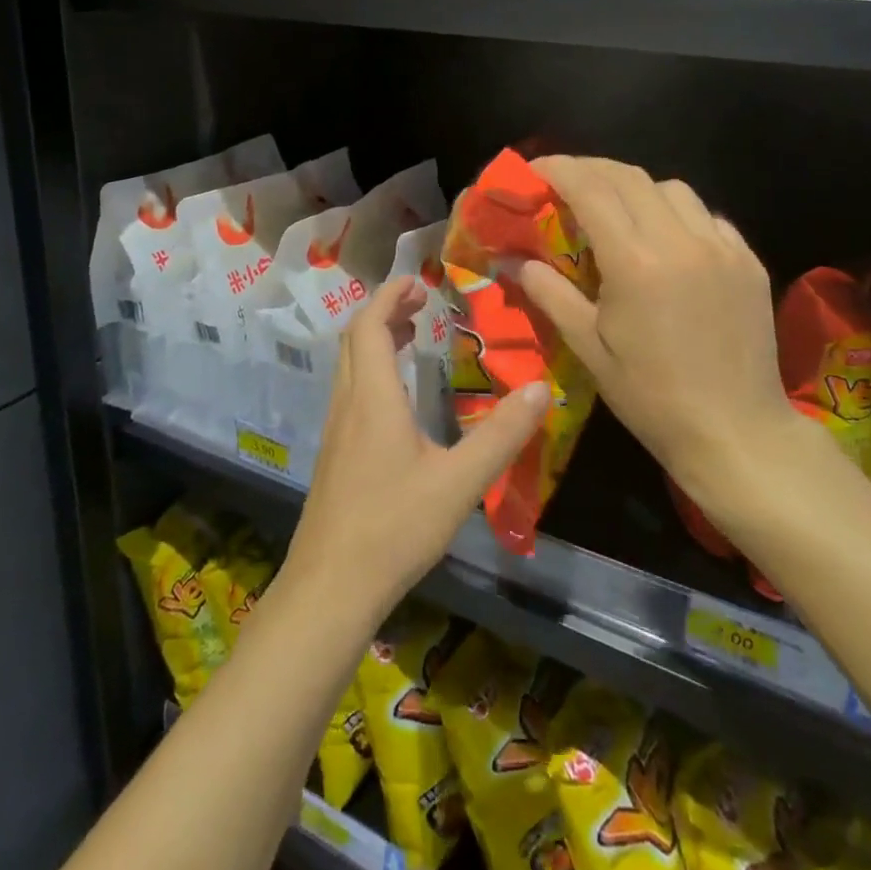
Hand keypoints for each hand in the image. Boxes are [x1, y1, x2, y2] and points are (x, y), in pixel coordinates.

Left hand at [283, 274, 549, 616]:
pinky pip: (350, 391)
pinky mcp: (334, 456)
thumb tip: (540, 388)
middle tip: (420, 305)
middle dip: (383, 312)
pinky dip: (371, 371)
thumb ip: (501, 435)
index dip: (389, 296)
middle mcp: (348, 404)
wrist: (330, 587)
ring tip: (410, 337)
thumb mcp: (459, 482)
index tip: (416, 282)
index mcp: (373, 397)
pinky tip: (398, 399)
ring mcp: (336, 431)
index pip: (369, 325)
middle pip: (354, 339)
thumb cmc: (394, 527)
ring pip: (348, 366)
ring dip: (374, 340)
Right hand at [513, 157, 799, 512]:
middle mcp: (680, 241)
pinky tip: (667, 239)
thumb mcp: (589, 348)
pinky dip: (677, 213)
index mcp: (635, 262)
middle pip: (630, 177)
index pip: (591, 189)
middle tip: (564, 181)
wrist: (737, 433)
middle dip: (591, 169)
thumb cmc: (651, 397)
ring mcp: (722, 247)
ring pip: (672, 188)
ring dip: (636, 188)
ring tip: (617, 210)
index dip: (558, 169)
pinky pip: (708, 216)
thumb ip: (550, 294)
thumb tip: (513, 261)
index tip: (533, 170)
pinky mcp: (749, 260)